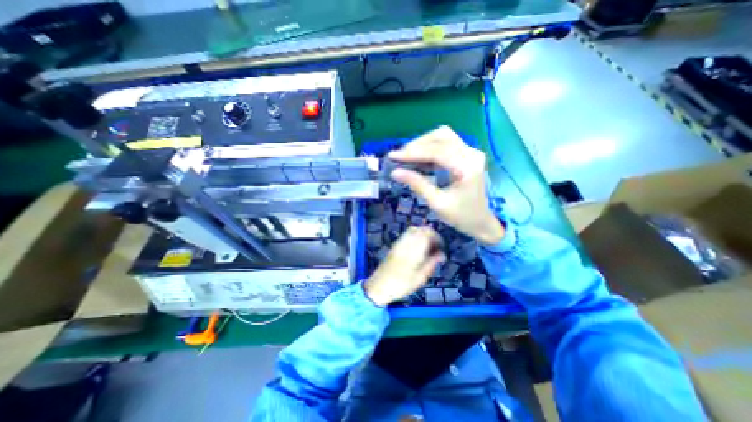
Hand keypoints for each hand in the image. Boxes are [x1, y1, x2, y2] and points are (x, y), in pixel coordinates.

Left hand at [365, 228, 445, 306]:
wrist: (379, 286)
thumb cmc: (401, 286)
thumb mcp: (420, 278)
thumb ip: (431, 263)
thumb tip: (441, 254)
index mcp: (413, 250)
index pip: (428, 234)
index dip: (437, 238)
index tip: (441, 248)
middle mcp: (405, 243)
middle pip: (421, 229)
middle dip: (431, 235)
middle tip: (435, 248)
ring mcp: (398, 243)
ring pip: (413, 230)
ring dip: (422, 235)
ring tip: (426, 248)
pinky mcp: (394, 245)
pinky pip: (406, 234)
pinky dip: (415, 237)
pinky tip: (417, 249)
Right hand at [387, 126, 504, 244]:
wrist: (481, 223)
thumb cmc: (461, 217)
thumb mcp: (437, 203)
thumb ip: (417, 184)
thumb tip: (395, 172)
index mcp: (467, 167)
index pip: (437, 151)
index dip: (412, 152)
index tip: (393, 156)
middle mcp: (471, 154)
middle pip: (441, 136)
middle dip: (417, 145)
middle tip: (400, 157)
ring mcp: (470, 152)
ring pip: (443, 137)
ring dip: (423, 144)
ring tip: (407, 157)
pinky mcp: (466, 155)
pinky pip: (445, 144)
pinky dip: (429, 149)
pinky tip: (418, 159)